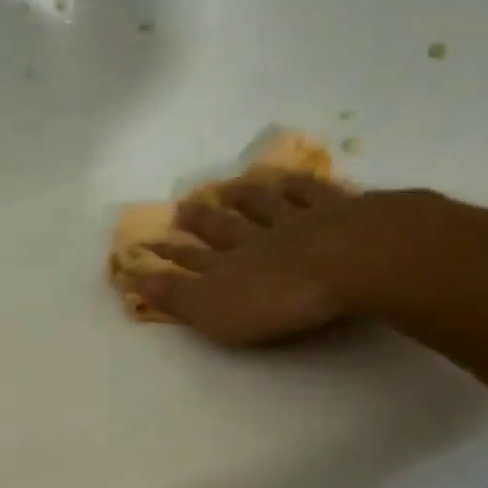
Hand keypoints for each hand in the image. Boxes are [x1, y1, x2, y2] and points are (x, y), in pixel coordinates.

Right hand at [135, 175, 362, 345]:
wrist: (352, 261)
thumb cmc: (278, 297)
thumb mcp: (215, 311)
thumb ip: (176, 297)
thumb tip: (135, 280)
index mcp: (228, 268)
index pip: (191, 260)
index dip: (169, 254)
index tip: (147, 244)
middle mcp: (257, 240)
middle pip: (224, 227)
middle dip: (202, 220)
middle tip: (184, 206)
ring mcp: (299, 221)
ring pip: (265, 205)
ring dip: (245, 196)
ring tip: (230, 186)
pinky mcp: (343, 211)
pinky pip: (313, 193)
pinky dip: (298, 184)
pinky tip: (291, 176)